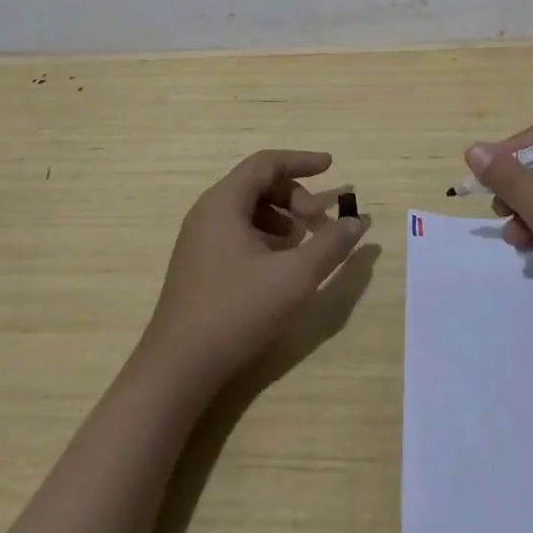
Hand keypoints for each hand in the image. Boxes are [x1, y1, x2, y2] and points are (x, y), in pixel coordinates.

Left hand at [140, 150, 368, 390]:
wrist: (176, 371)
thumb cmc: (235, 312)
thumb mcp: (294, 277)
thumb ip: (330, 245)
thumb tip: (356, 222)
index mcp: (223, 203)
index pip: (266, 163)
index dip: (301, 161)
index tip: (331, 167)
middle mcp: (208, 213)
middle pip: (259, 185)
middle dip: (296, 198)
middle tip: (320, 224)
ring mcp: (199, 241)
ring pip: (249, 211)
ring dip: (283, 219)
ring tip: (304, 247)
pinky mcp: (199, 267)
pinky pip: (238, 234)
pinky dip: (266, 238)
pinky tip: (281, 268)